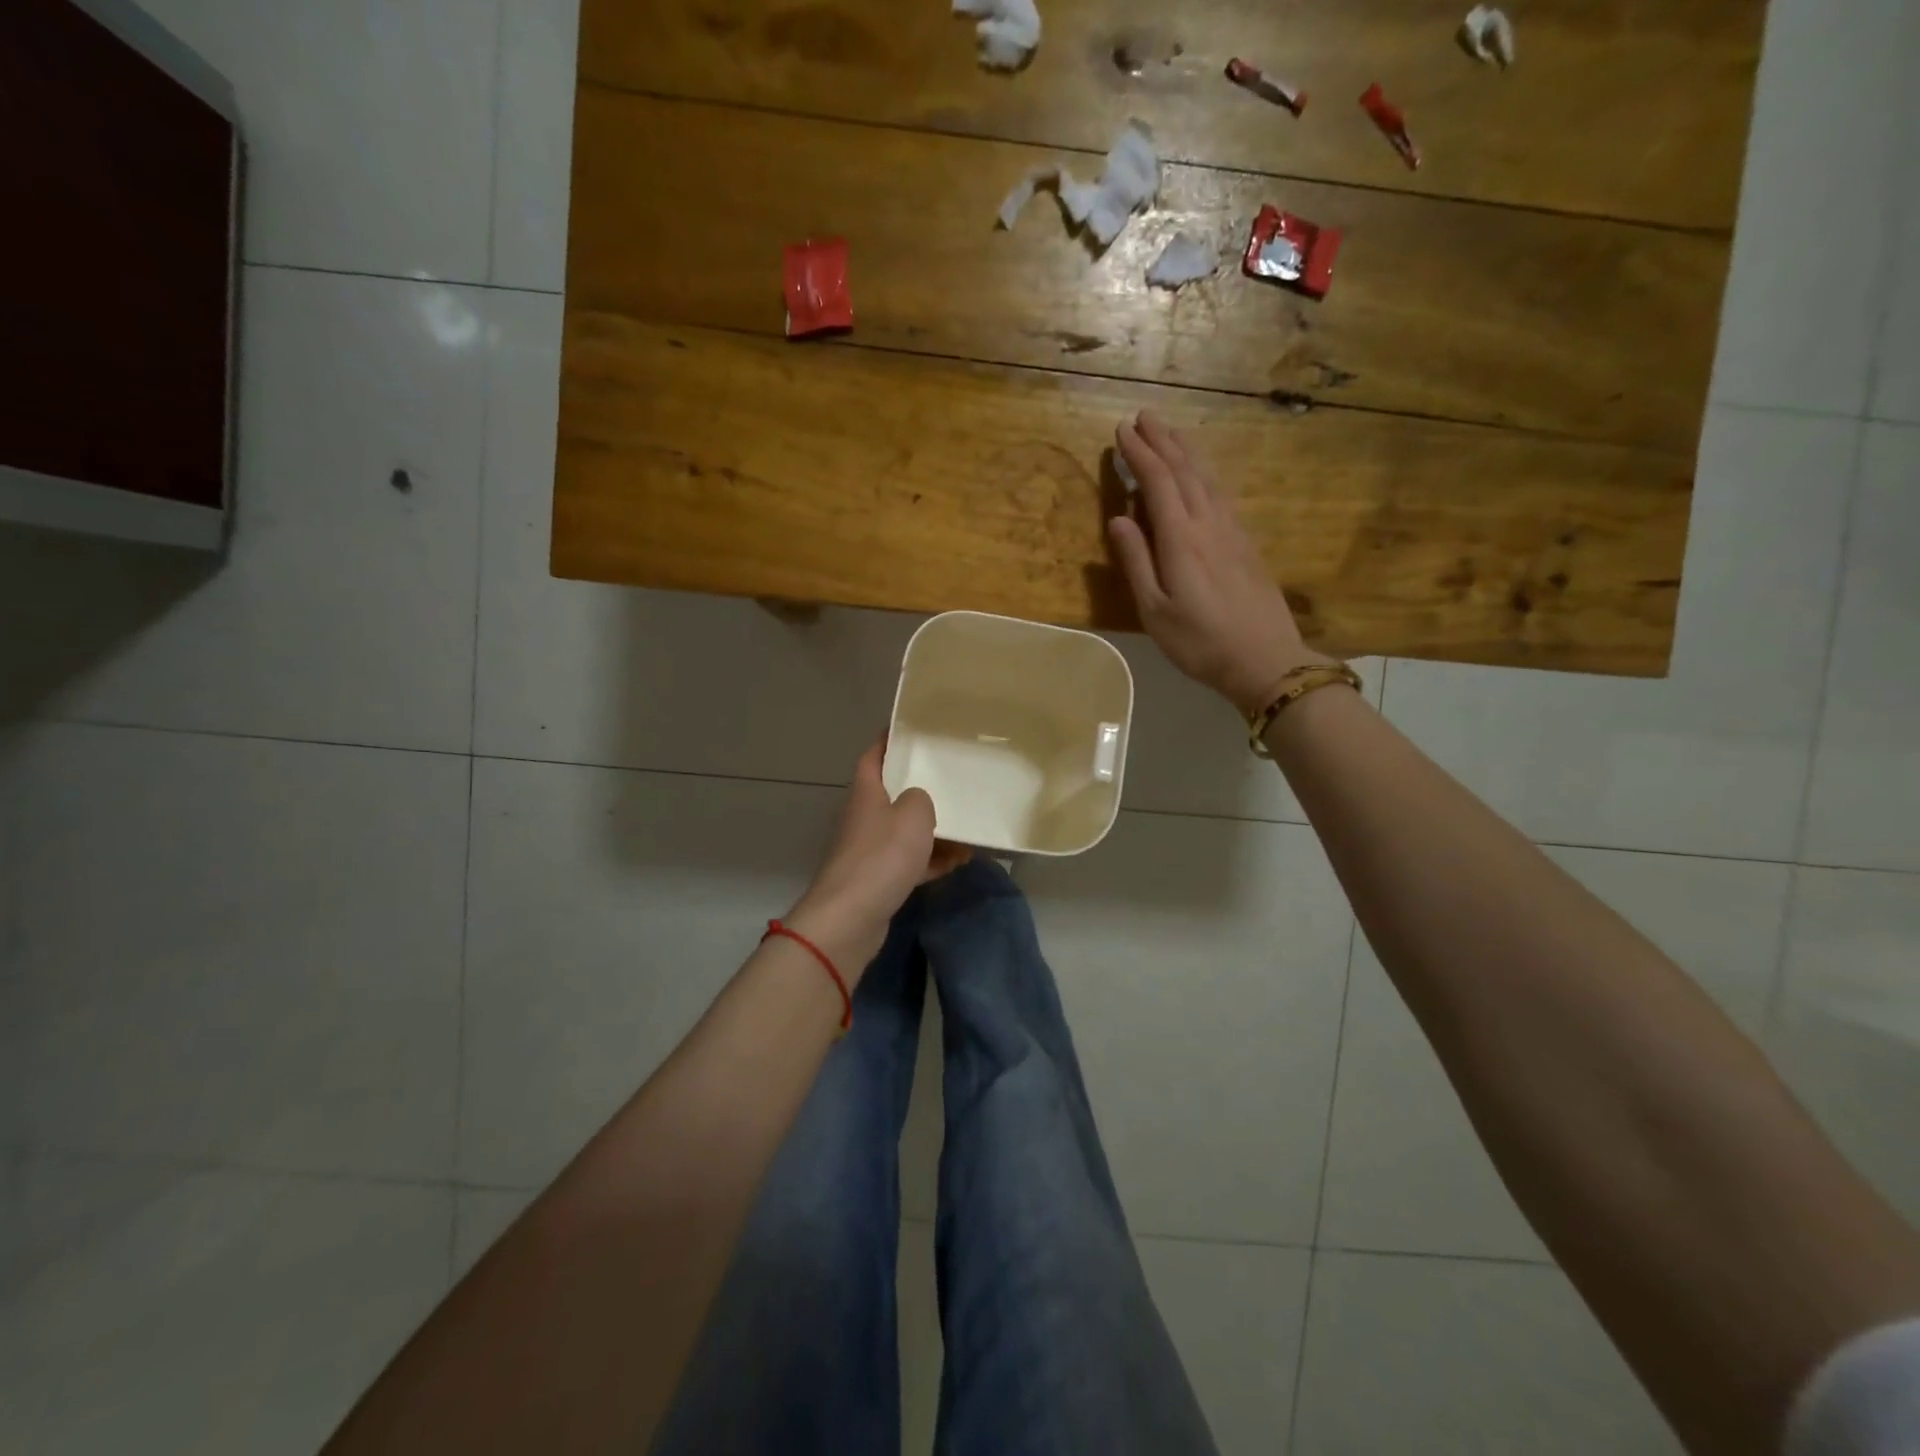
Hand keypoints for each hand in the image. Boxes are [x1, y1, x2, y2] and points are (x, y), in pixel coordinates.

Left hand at [788, 741, 970, 975]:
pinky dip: (932, 861)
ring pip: (905, 831)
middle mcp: (865, 817)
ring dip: (934, 830)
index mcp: (867, 792)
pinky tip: (960, 861)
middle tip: (953, 778)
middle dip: (921, 788)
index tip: (912, 730)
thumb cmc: (882, 856)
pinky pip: (910, 862)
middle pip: (892, 794)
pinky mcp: (878, 880)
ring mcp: (869, 850)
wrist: (852, 917)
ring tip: (968, 826)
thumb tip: (919, 801)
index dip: (890, 740)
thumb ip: (922, 798)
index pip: (875, 755)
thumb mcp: (914, 814)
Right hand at [1108, 411, 1333, 714]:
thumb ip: (1137, 562)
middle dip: (1163, 441)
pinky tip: (1201, 473)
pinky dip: (1205, 473)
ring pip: (1207, 478)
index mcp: (1182, 539)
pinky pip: (1221, 493)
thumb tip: (1118, 518)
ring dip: (1186, 451)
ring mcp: (1232, 531)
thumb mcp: (1156, 611)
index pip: (1158, 483)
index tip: (1121, 431)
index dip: (1140, 454)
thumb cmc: (1200, 642)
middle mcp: (1209, 524)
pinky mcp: (1246, 542)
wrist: (1265, 659)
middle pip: (1185, 471)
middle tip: (1144, 416)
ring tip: (1170, 431)